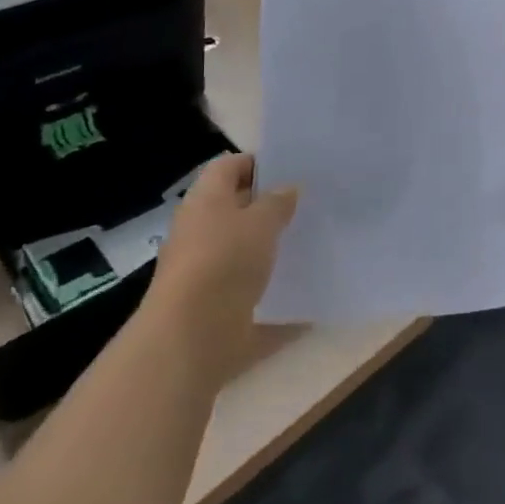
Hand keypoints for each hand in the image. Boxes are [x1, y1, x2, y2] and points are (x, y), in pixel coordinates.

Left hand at [147, 153, 297, 367]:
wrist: (191, 340)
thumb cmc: (224, 263)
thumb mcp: (260, 222)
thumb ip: (277, 202)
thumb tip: (288, 189)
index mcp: (205, 201)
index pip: (229, 167)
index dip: (258, 163)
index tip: (294, 170)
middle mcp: (201, 234)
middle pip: (236, 211)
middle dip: (270, 209)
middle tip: (311, 206)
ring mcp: (206, 275)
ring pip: (244, 255)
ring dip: (272, 253)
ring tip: (313, 245)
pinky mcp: (217, 312)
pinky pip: (253, 299)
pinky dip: (277, 298)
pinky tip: (309, 298)